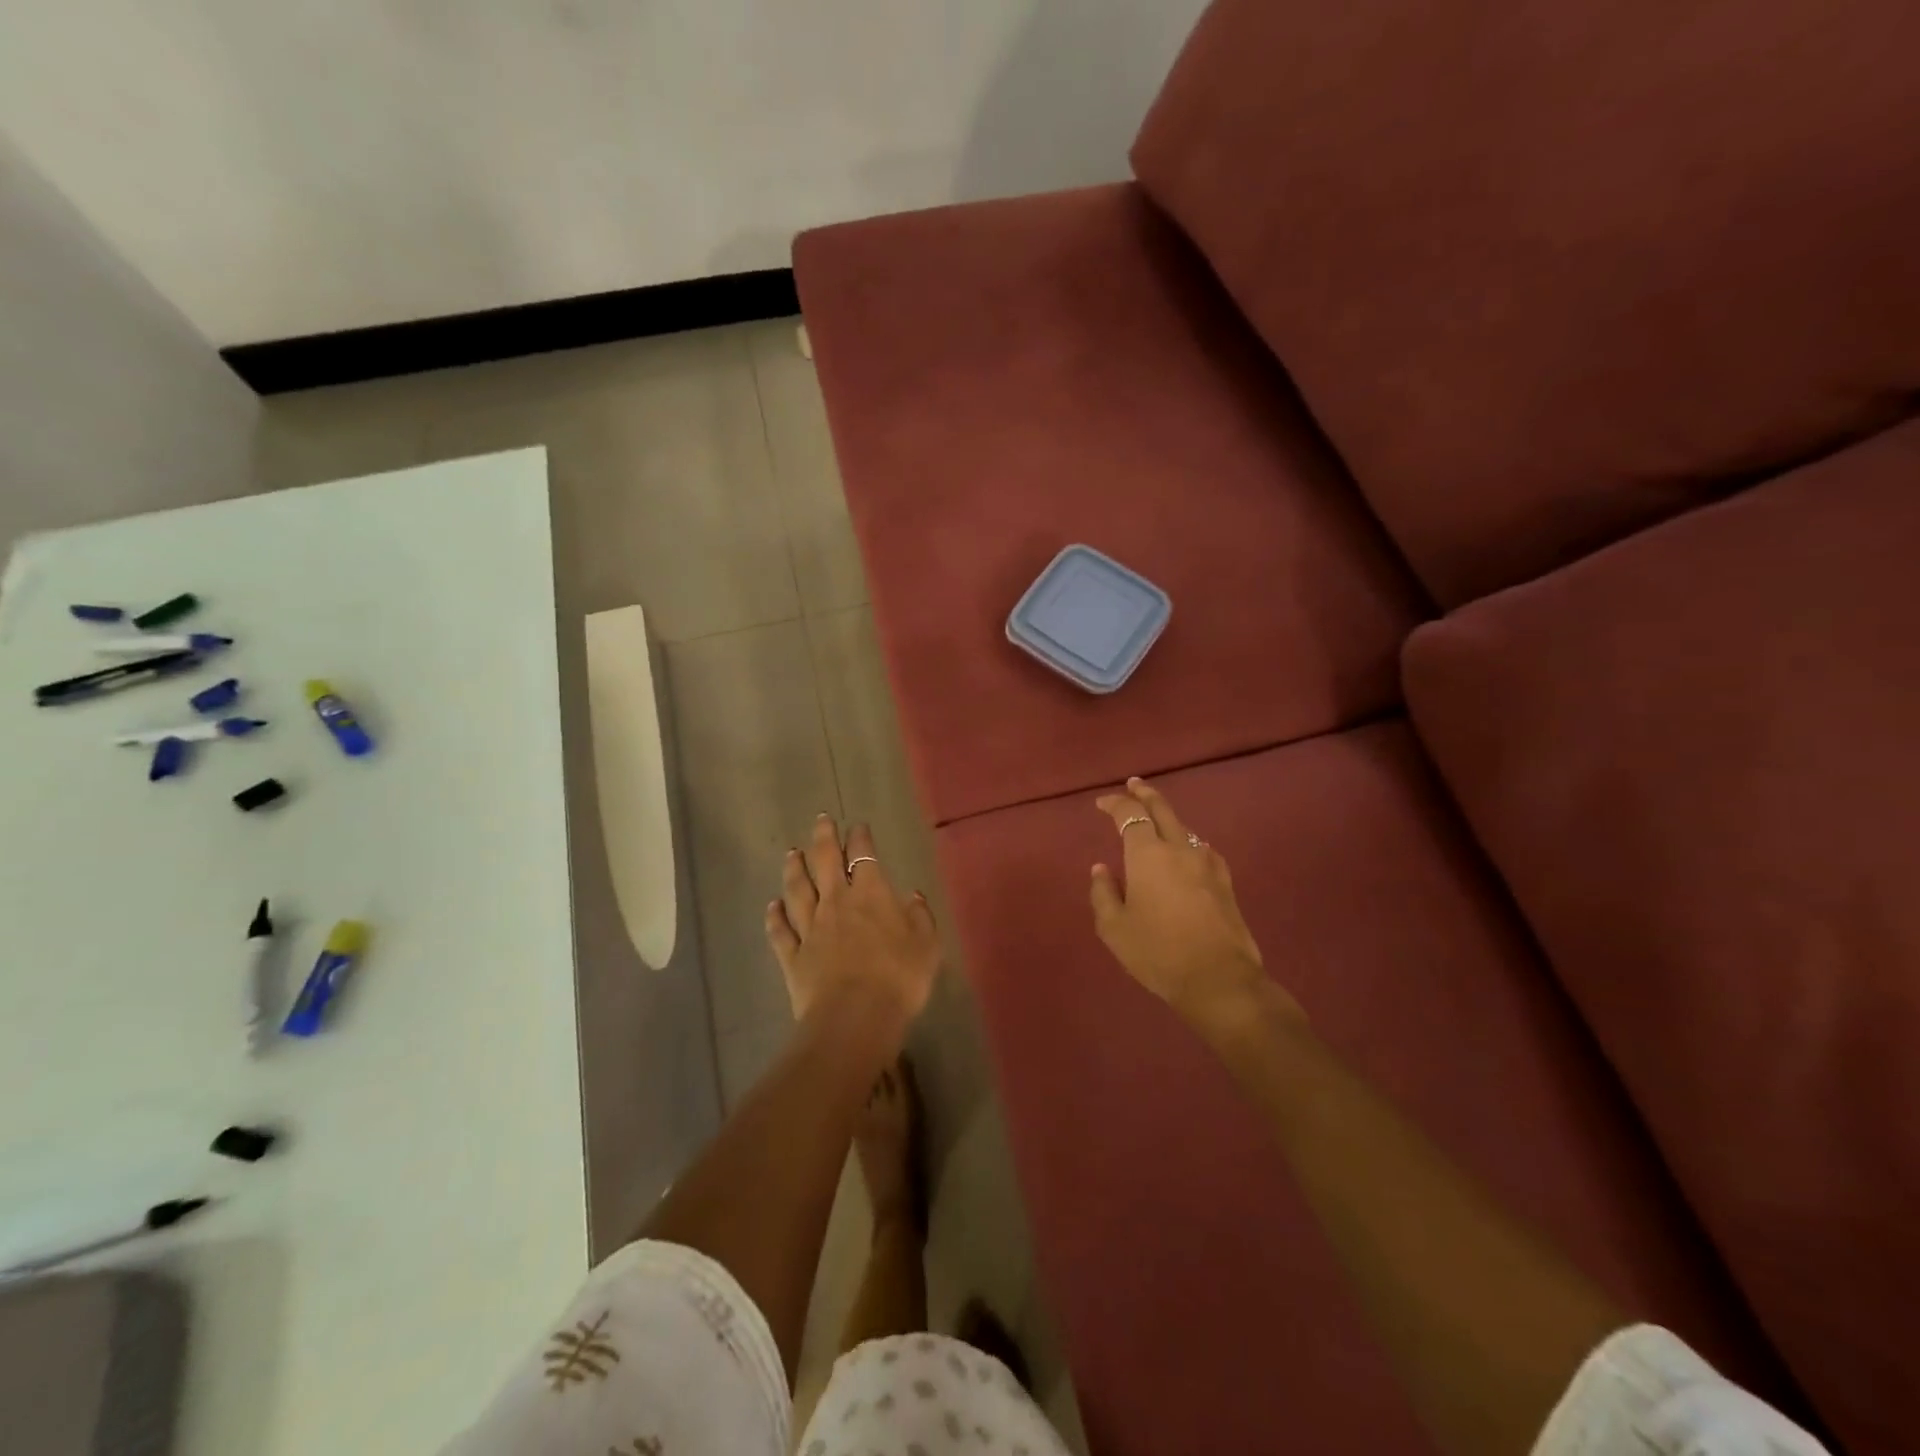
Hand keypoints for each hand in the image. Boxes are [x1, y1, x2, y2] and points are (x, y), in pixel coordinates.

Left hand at [766, 814, 940, 1035]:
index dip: (860, 838)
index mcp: (871, 895)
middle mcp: (836, 902)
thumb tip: (912, 895)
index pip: (864, 855)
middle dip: (823, 838)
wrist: (855, 1017)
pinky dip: (774, 916)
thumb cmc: (899, 978)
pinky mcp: (793, 956)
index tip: (857, 826)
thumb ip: (920, 917)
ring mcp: (810, 928)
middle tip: (821, 820)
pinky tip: (771, 905)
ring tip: (791, 853)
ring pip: (797, 890)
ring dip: (794, 869)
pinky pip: (780, 930)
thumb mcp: (926, 946)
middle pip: (825, 861)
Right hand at [1091, 777, 1294, 1033]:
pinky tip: (1185, 853)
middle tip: (1133, 785)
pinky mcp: (1225, 881)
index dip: (1114, 804)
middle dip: (1145, 793)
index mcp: (1147, 854)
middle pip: (1162, 809)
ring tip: (1156, 820)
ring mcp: (1207, 863)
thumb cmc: (1157, 952)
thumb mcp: (1114, 928)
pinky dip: (1187, 841)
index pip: (1129, 815)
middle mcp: (1179, 849)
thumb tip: (1101, 869)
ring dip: (1167, 818)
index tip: (1101, 803)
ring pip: (1184, 828)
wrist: (1218, 979)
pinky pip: (1201, 849)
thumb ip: (1102, 893)